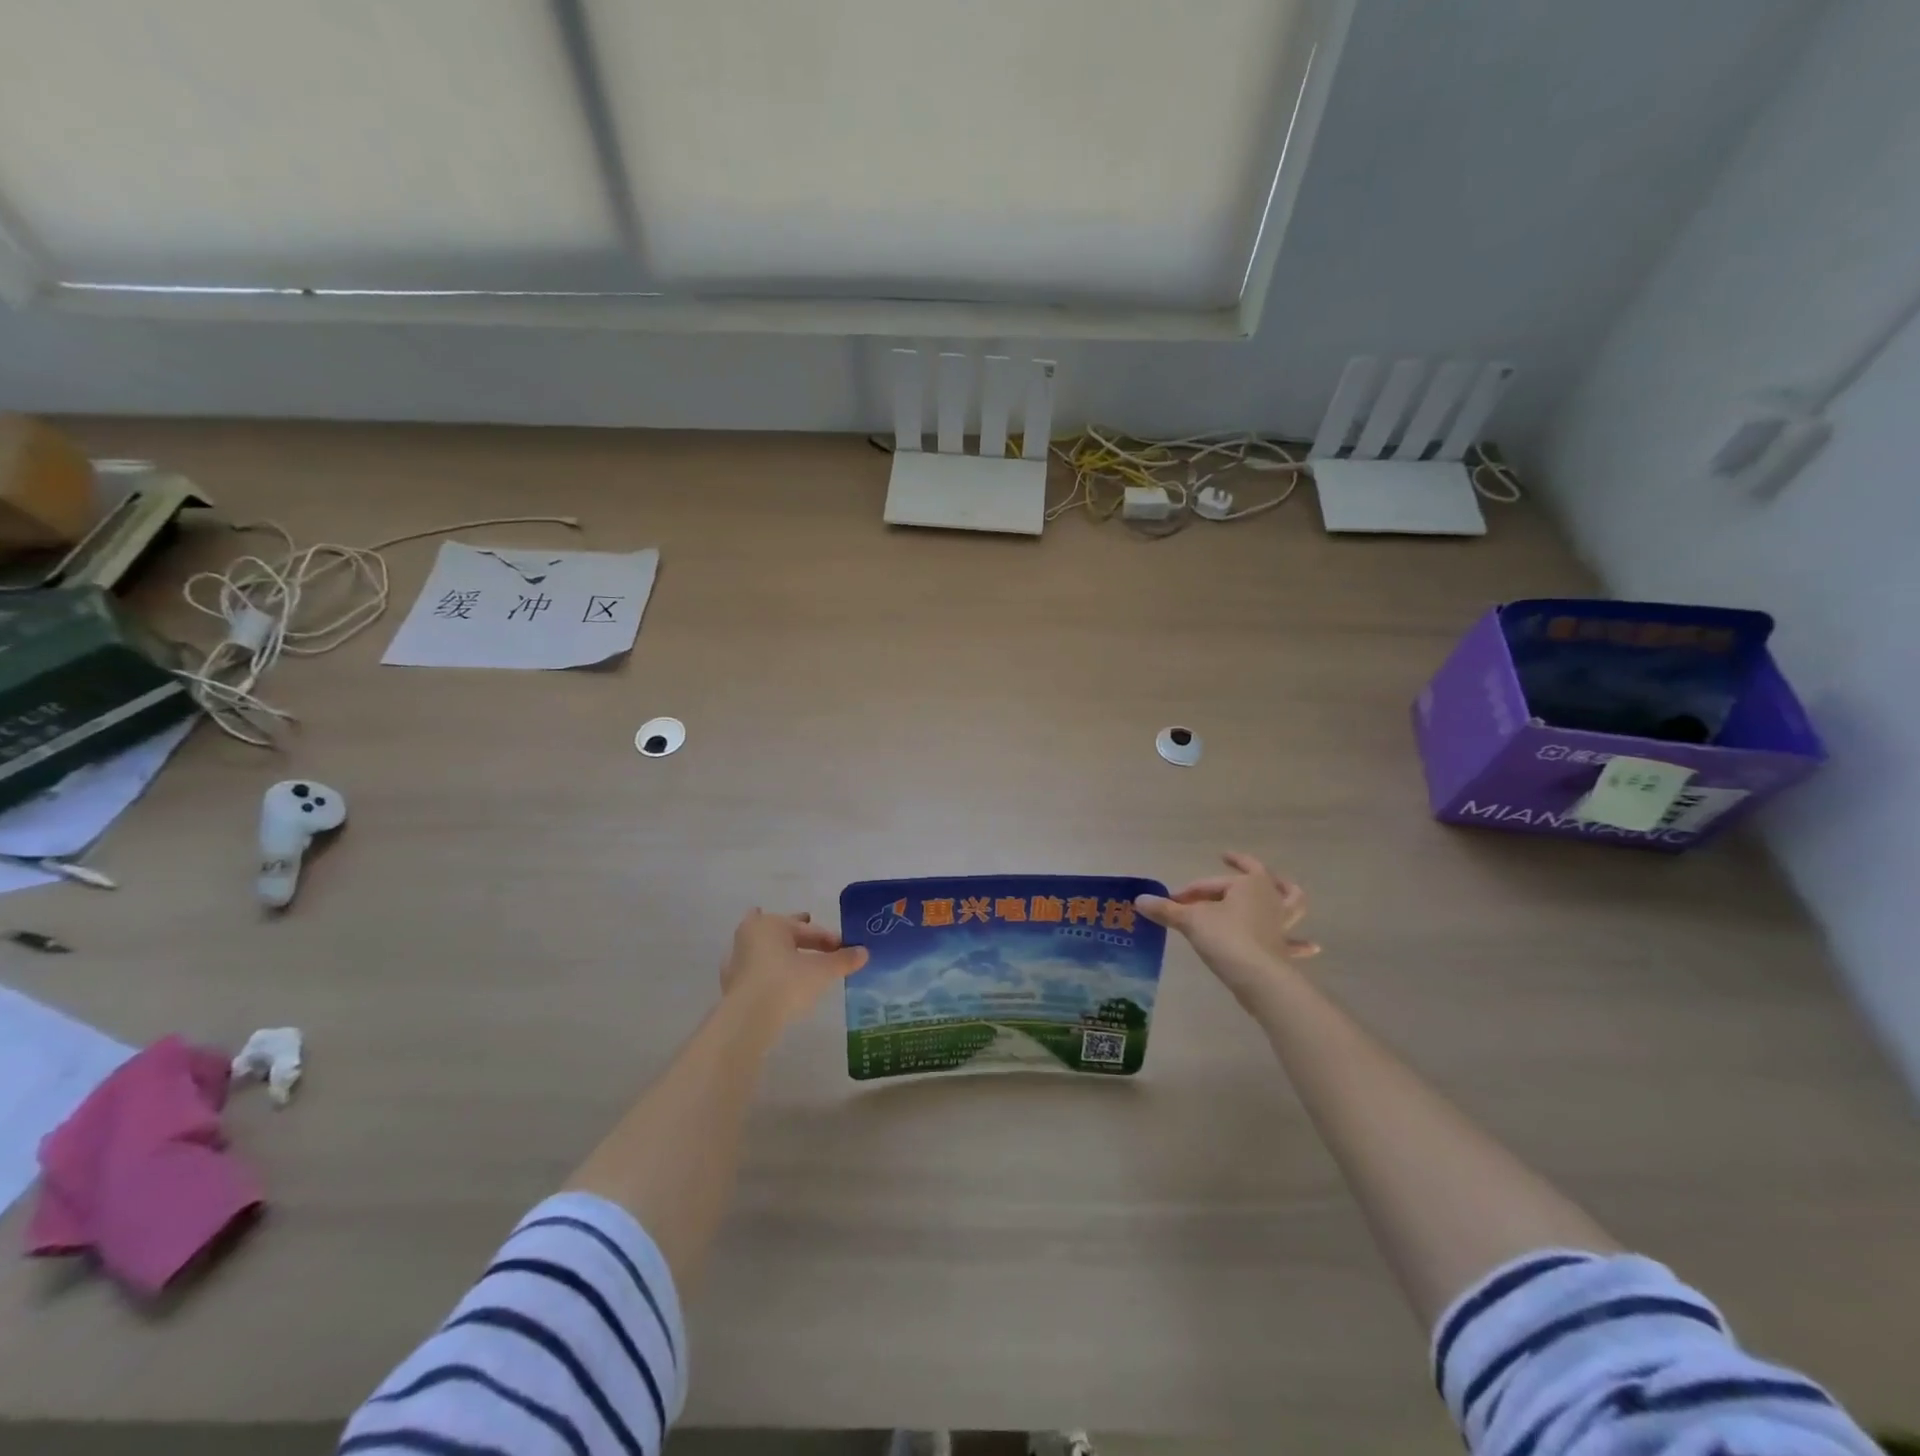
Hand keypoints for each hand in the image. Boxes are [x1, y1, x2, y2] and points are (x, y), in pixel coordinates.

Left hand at [720, 910, 868, 1028]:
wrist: (748, 1019)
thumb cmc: (786, 983)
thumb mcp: (821, 971)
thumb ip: (843, 960)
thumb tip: (864, 952)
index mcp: (771, 924)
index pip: (806, 929)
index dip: (828, 937)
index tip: (844, 949)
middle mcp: (750, 936)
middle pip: (780, 930)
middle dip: (795, 930)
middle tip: (808, 924)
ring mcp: (736, 960)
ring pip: (763, 947)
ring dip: (777, 949)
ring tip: (789, 951)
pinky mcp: (731, 984)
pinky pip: (754, 969)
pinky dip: (764, 969)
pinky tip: (770, 976)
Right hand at [1136, 853, 1318, 1004]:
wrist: (1258, 978)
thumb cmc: (1226, 938)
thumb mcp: (1190, 920)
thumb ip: (1166, 910)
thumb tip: (1138, 900)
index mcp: (1250, 883)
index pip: (1212, 883)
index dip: (1191, 890)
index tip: (1173, 901)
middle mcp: (1270, 898)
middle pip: (1257, 878)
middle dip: (1243, 870)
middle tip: (1230, 863)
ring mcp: (1281, 923)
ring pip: (1291, 901)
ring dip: (1286, 892)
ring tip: (1282, 885)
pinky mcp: (1284, 948)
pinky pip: (1295, 942)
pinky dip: (1302, 943)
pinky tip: (1313, 945)